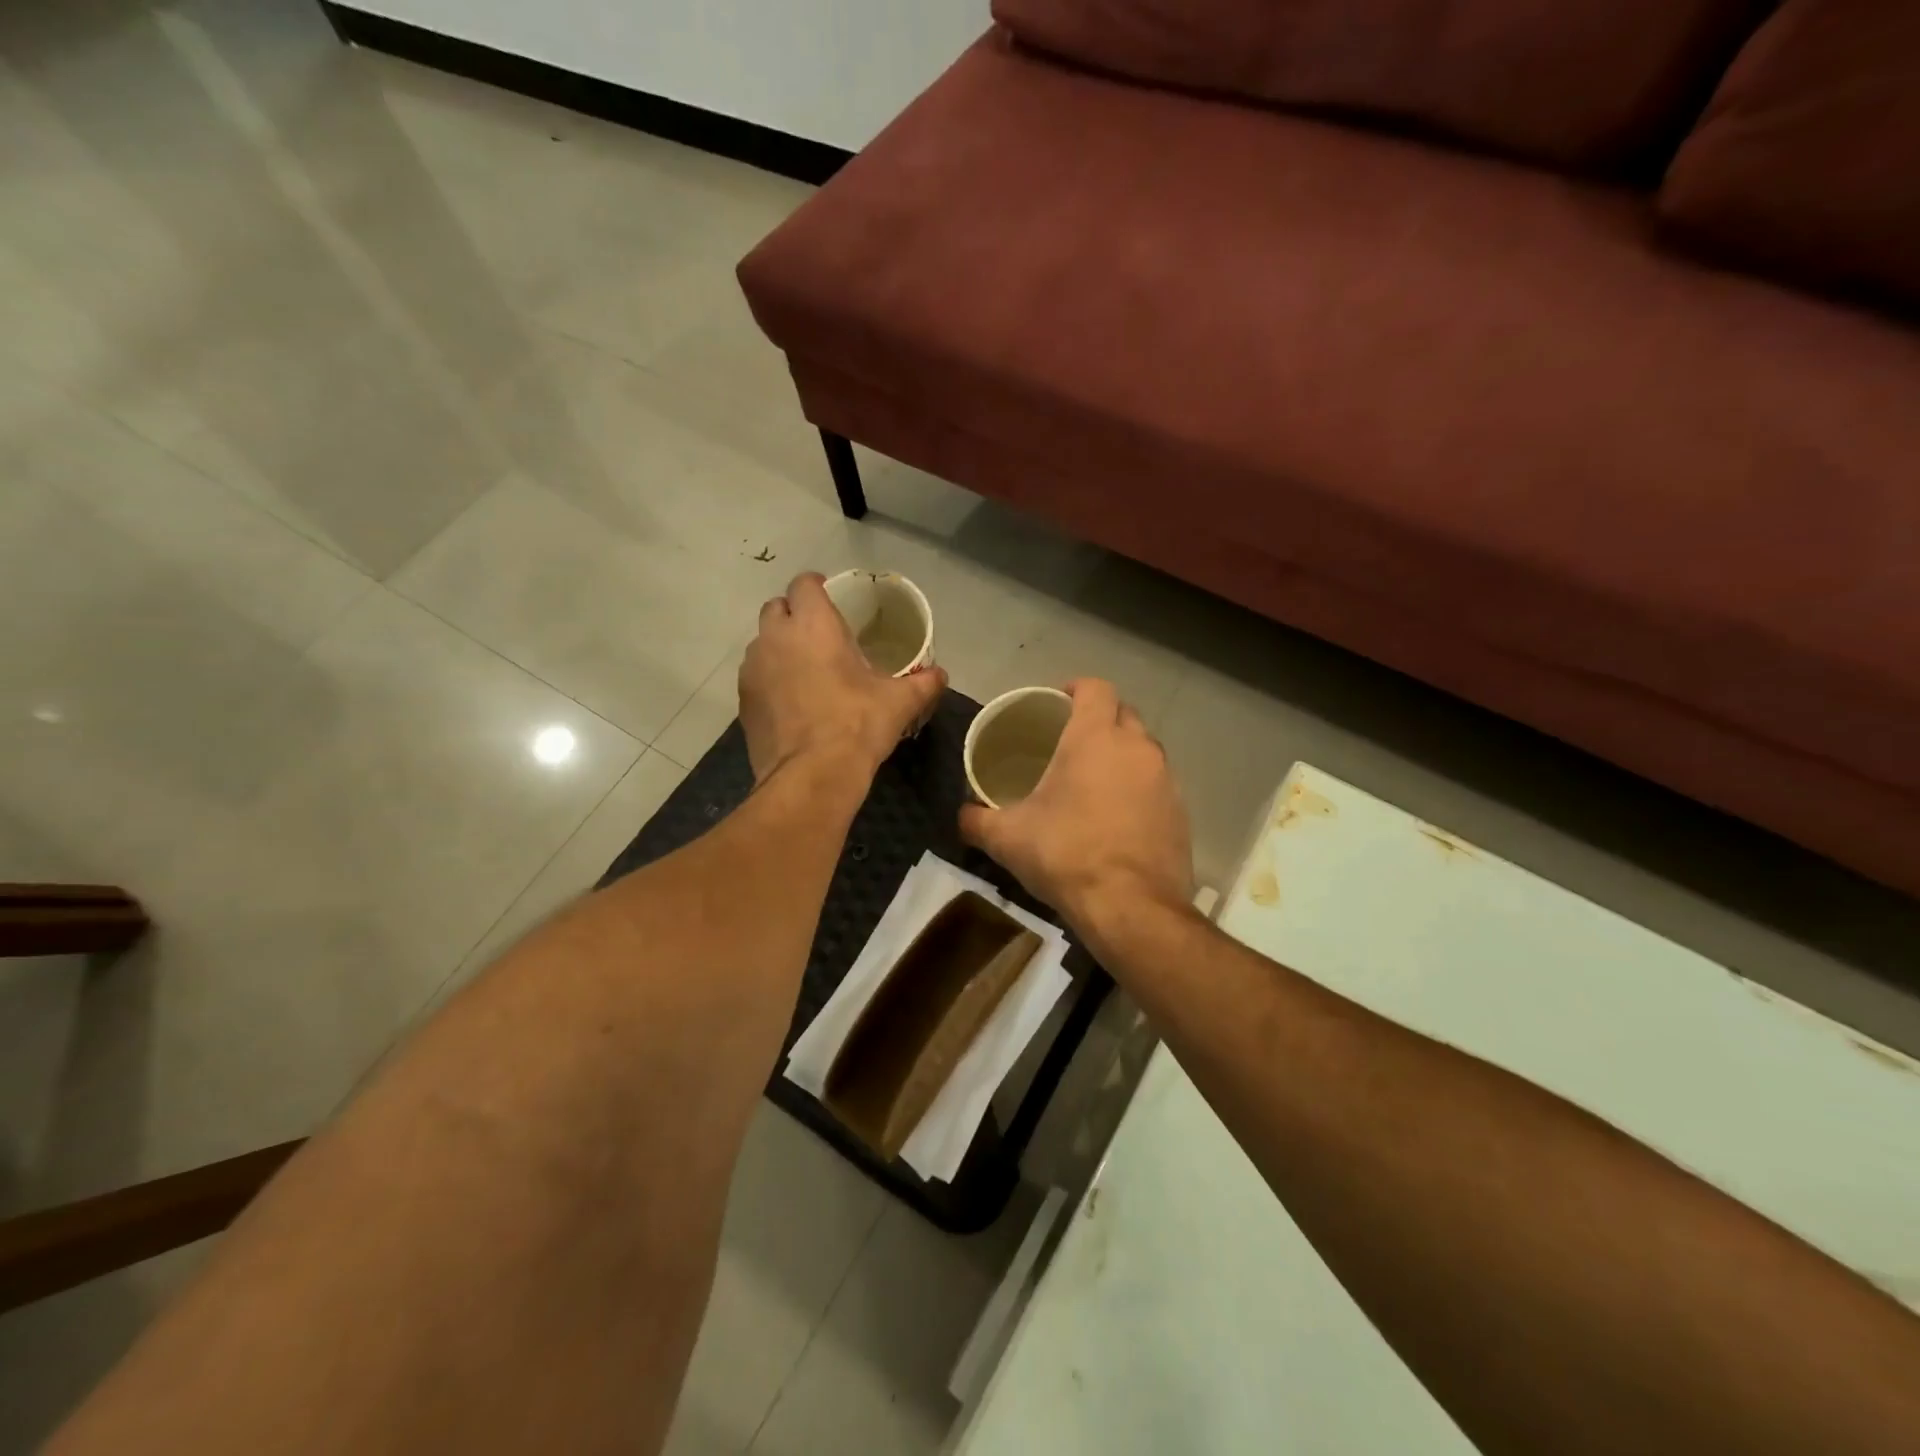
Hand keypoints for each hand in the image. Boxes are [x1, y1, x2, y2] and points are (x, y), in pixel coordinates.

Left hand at [739, 572, 946, 784]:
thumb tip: (941, 675)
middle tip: (818, 633)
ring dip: (779, 646)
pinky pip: (755, 675)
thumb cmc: (857, 726)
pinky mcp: (743, 700)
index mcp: (813, 625)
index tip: (829, 595)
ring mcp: (753, 669)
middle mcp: (776, 637)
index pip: (804, 584)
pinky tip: (790, 700)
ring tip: (804, 668)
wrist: (811, 776)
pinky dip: (770, 678)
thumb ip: (922, 683)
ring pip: (762, 642)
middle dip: (794, 613)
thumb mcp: (899, 703)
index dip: (815, 585)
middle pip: (776, 608)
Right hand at [959, 679, 1191, 933]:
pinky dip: (1139, 789)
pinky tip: (1118, 817)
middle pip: (1124, 713)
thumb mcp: (1007, 838)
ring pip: (1144, 750)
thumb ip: (977, 820)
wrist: (1131, 907)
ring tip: (1095, 780)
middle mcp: (1137, 748)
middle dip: (1101, 719)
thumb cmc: (1066, 855)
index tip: (1059, 700)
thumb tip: (961, 815)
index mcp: (1095, 738)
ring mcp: (1165, 779)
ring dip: (1122, 755)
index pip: (1095, 688)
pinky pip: (1158, 785)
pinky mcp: (1181, 812)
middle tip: (1072, 741)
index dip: (1077, 687)